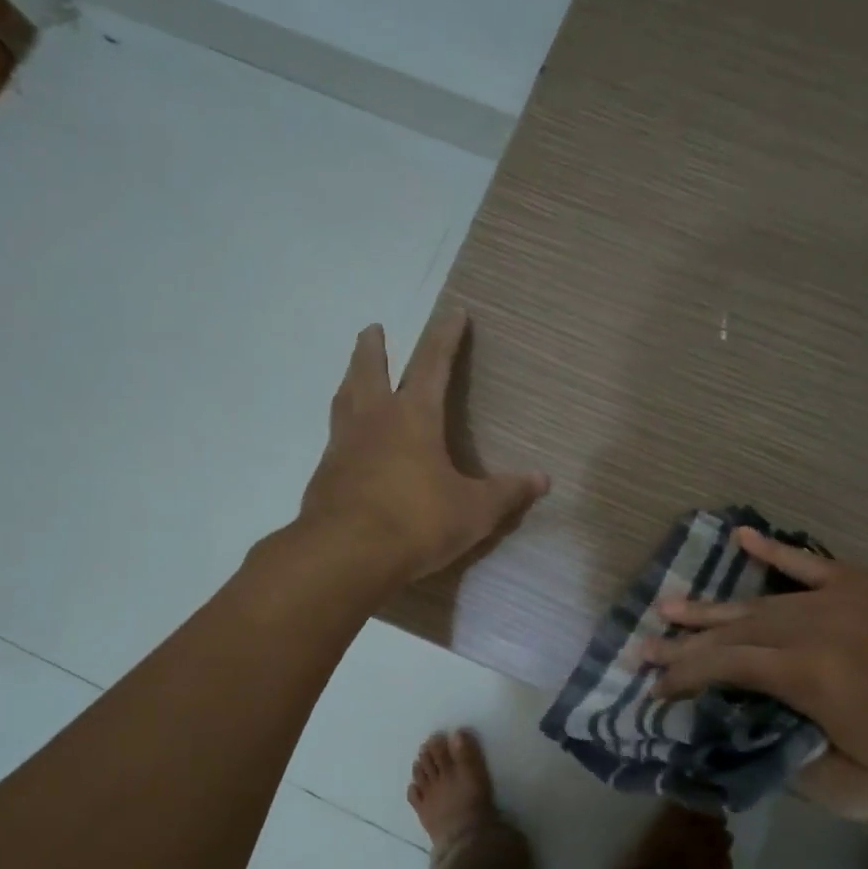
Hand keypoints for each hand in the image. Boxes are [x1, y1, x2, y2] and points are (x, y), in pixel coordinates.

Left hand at [298, 315, 548, 583]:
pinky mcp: (324, 476)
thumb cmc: (417, 521)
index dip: (445, 337)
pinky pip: (335, 438)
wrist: (345, 555)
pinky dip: (342, 427)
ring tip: (353, 375)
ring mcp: (343, 446)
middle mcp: (374, 421)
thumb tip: (542, 480)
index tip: (453, 313)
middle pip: (369, 371)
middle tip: (372, 329)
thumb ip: (507, 493)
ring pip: (344, 400)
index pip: (432, 364)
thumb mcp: (474, 510)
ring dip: (350, 380)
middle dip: (373, 348)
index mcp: (413, 417)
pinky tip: (348, 442)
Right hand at [644, 529, 867, 819]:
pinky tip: (739, 535)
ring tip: (672, 606)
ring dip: (713, 607)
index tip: (654, 686)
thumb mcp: (863, 793)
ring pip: (760, 600)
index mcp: (809, 676)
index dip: (684, 676)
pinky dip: (771, 550)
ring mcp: (840, 596)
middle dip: (685, 641)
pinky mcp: (867, 582)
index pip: (725, 668)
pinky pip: (807, 562)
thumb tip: (754, 744)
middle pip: (734, 630)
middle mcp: (813, 626)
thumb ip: (796, 770)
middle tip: (645, 645)